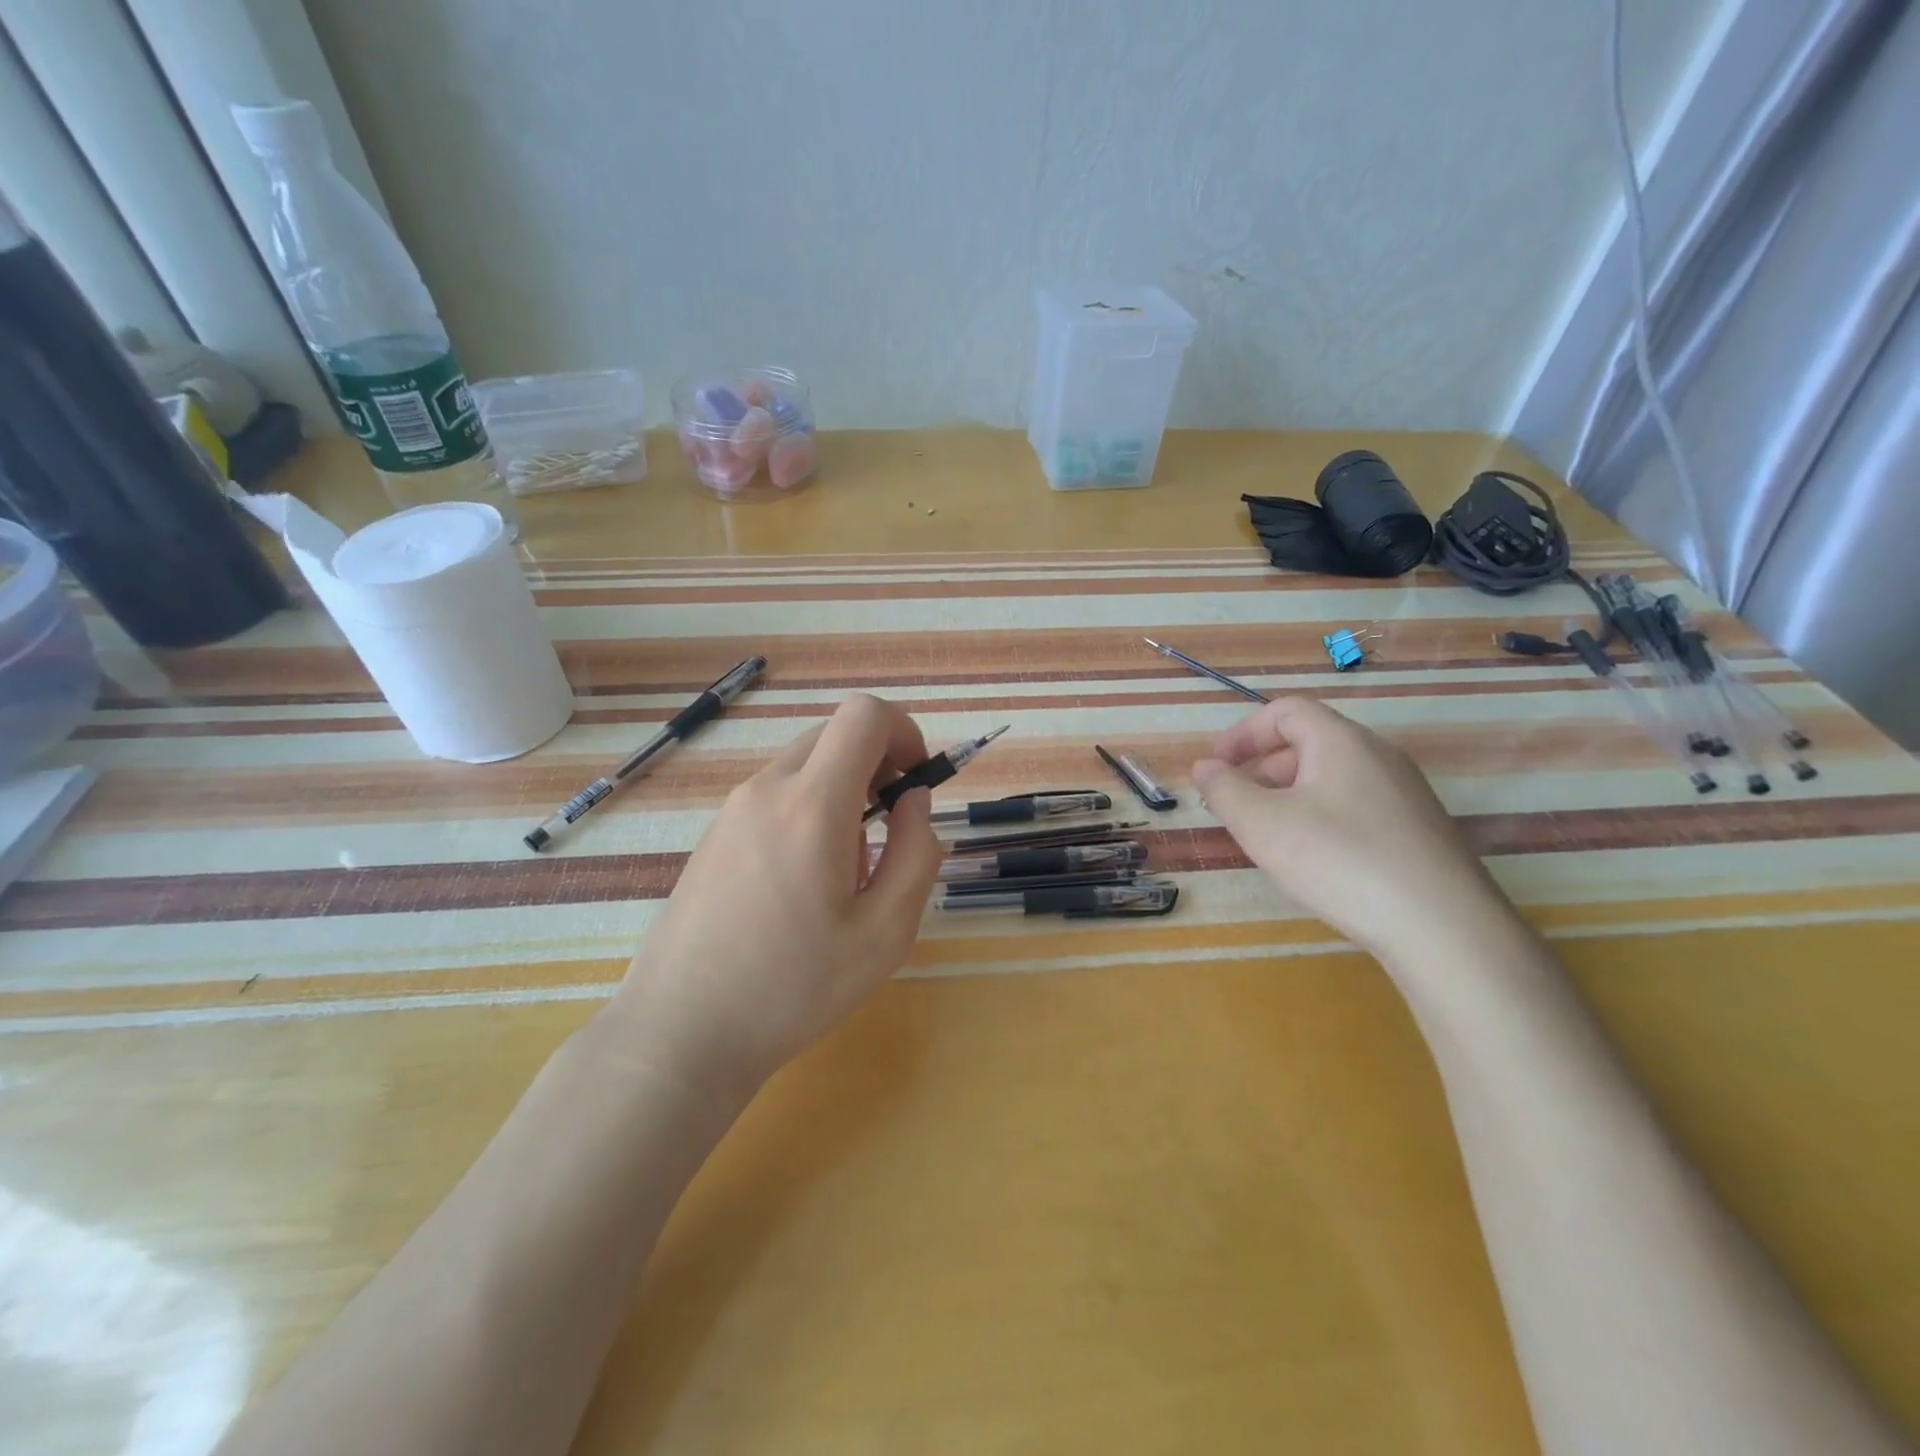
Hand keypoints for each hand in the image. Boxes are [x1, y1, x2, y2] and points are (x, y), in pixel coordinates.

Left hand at [606, 694, 944, 1097]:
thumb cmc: (794, 987)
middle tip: (888, 829)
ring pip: (805, 764)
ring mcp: (732, 809)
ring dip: (842, 790)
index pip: (864, 715)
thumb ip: (916, 852)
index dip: (904, 732)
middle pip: (834, 733)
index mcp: (812, 804)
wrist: (681, 1031)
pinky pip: (775, 794)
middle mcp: (767, 789)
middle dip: (877, 763)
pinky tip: (802, 880)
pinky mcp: (714, 833)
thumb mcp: (885, 932)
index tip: (914, 783)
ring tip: (845, 867)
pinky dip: (807, 809)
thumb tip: (914, 799)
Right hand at [1192, 697, 1508, 957]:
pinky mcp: (1418, 831)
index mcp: (1341, 742)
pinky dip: (1320, 817)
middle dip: (1261, 768)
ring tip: (1267, 836)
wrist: (1443, 928)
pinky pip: (1356, 806)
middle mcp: (1378, 756)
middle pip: (1309, 743)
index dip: (1243, 733)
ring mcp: (1405, 794)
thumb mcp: (1262, 824)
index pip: (1286, 711)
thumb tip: (1205, 767)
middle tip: (1234, 806)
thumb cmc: (1340, 860)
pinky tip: (1314, 861)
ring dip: (1288, 796)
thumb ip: (1224, 790)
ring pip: (1331, 778)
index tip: (1216, 767)